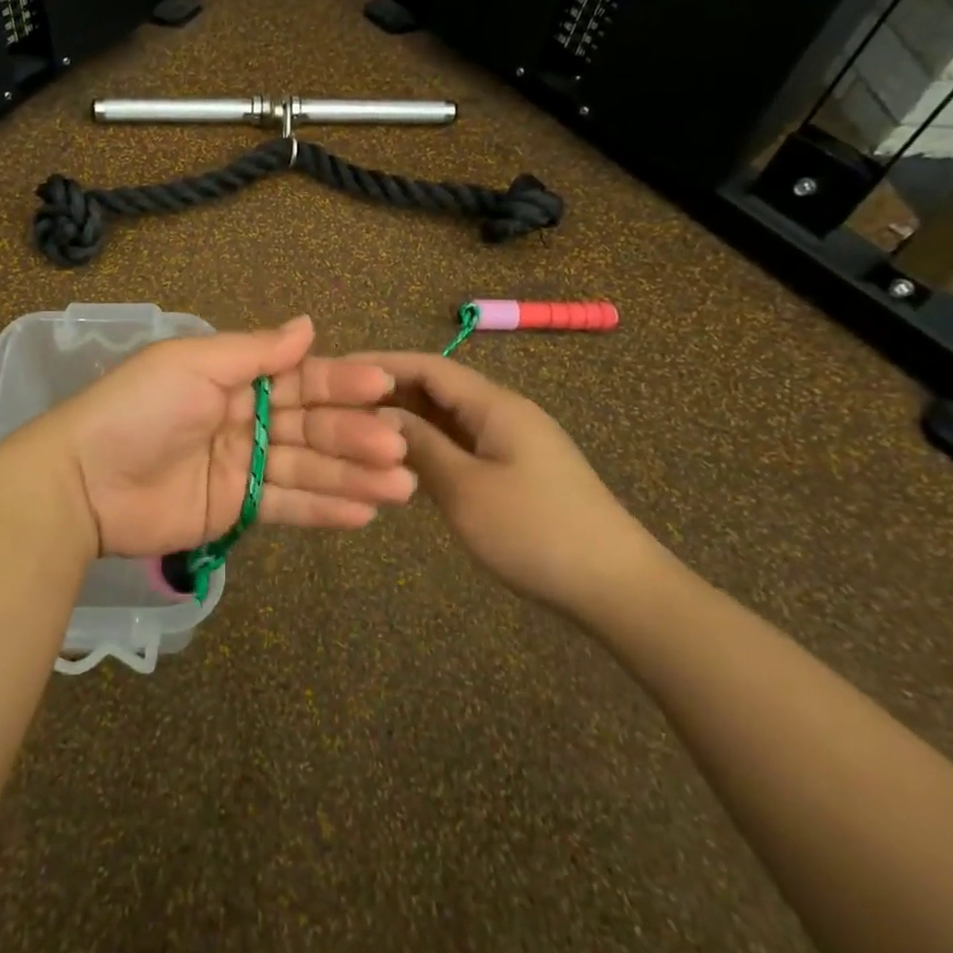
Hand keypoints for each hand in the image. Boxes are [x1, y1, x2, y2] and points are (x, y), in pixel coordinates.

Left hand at [36, 316, 416, 557]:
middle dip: (355, 435)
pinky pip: (287, 506)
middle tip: (399, 447)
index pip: (298, 378)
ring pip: (308, 469)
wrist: (83, 482)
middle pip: (311, 426)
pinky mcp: (236, 510)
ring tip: (402, 487)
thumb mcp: (193, 364)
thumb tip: (309, 325)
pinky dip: (325, 509)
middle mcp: (244, 419)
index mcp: (233, 378)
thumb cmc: (140, 410)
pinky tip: (365, 513)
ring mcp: (242, 467)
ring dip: (354, 476)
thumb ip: (254, 351)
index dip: (340, 381)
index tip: (383, 386)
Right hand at [361, 351, 663, 617]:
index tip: (334, 370)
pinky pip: (462, 446)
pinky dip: (429, 448)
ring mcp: (512, 443)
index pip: (428, 366)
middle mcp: (503, 413)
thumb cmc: (536, 532)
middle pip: (437, 388)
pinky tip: (401, 465)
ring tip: (358, 433)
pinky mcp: (515, 471)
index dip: (380, 364)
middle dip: (389, 392)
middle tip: (336, 407)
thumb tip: (378, 415)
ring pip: (448, 419)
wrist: (618, 588)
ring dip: (407, 422)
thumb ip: (420, 446)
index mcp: (495, 405)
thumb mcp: (466, 489)